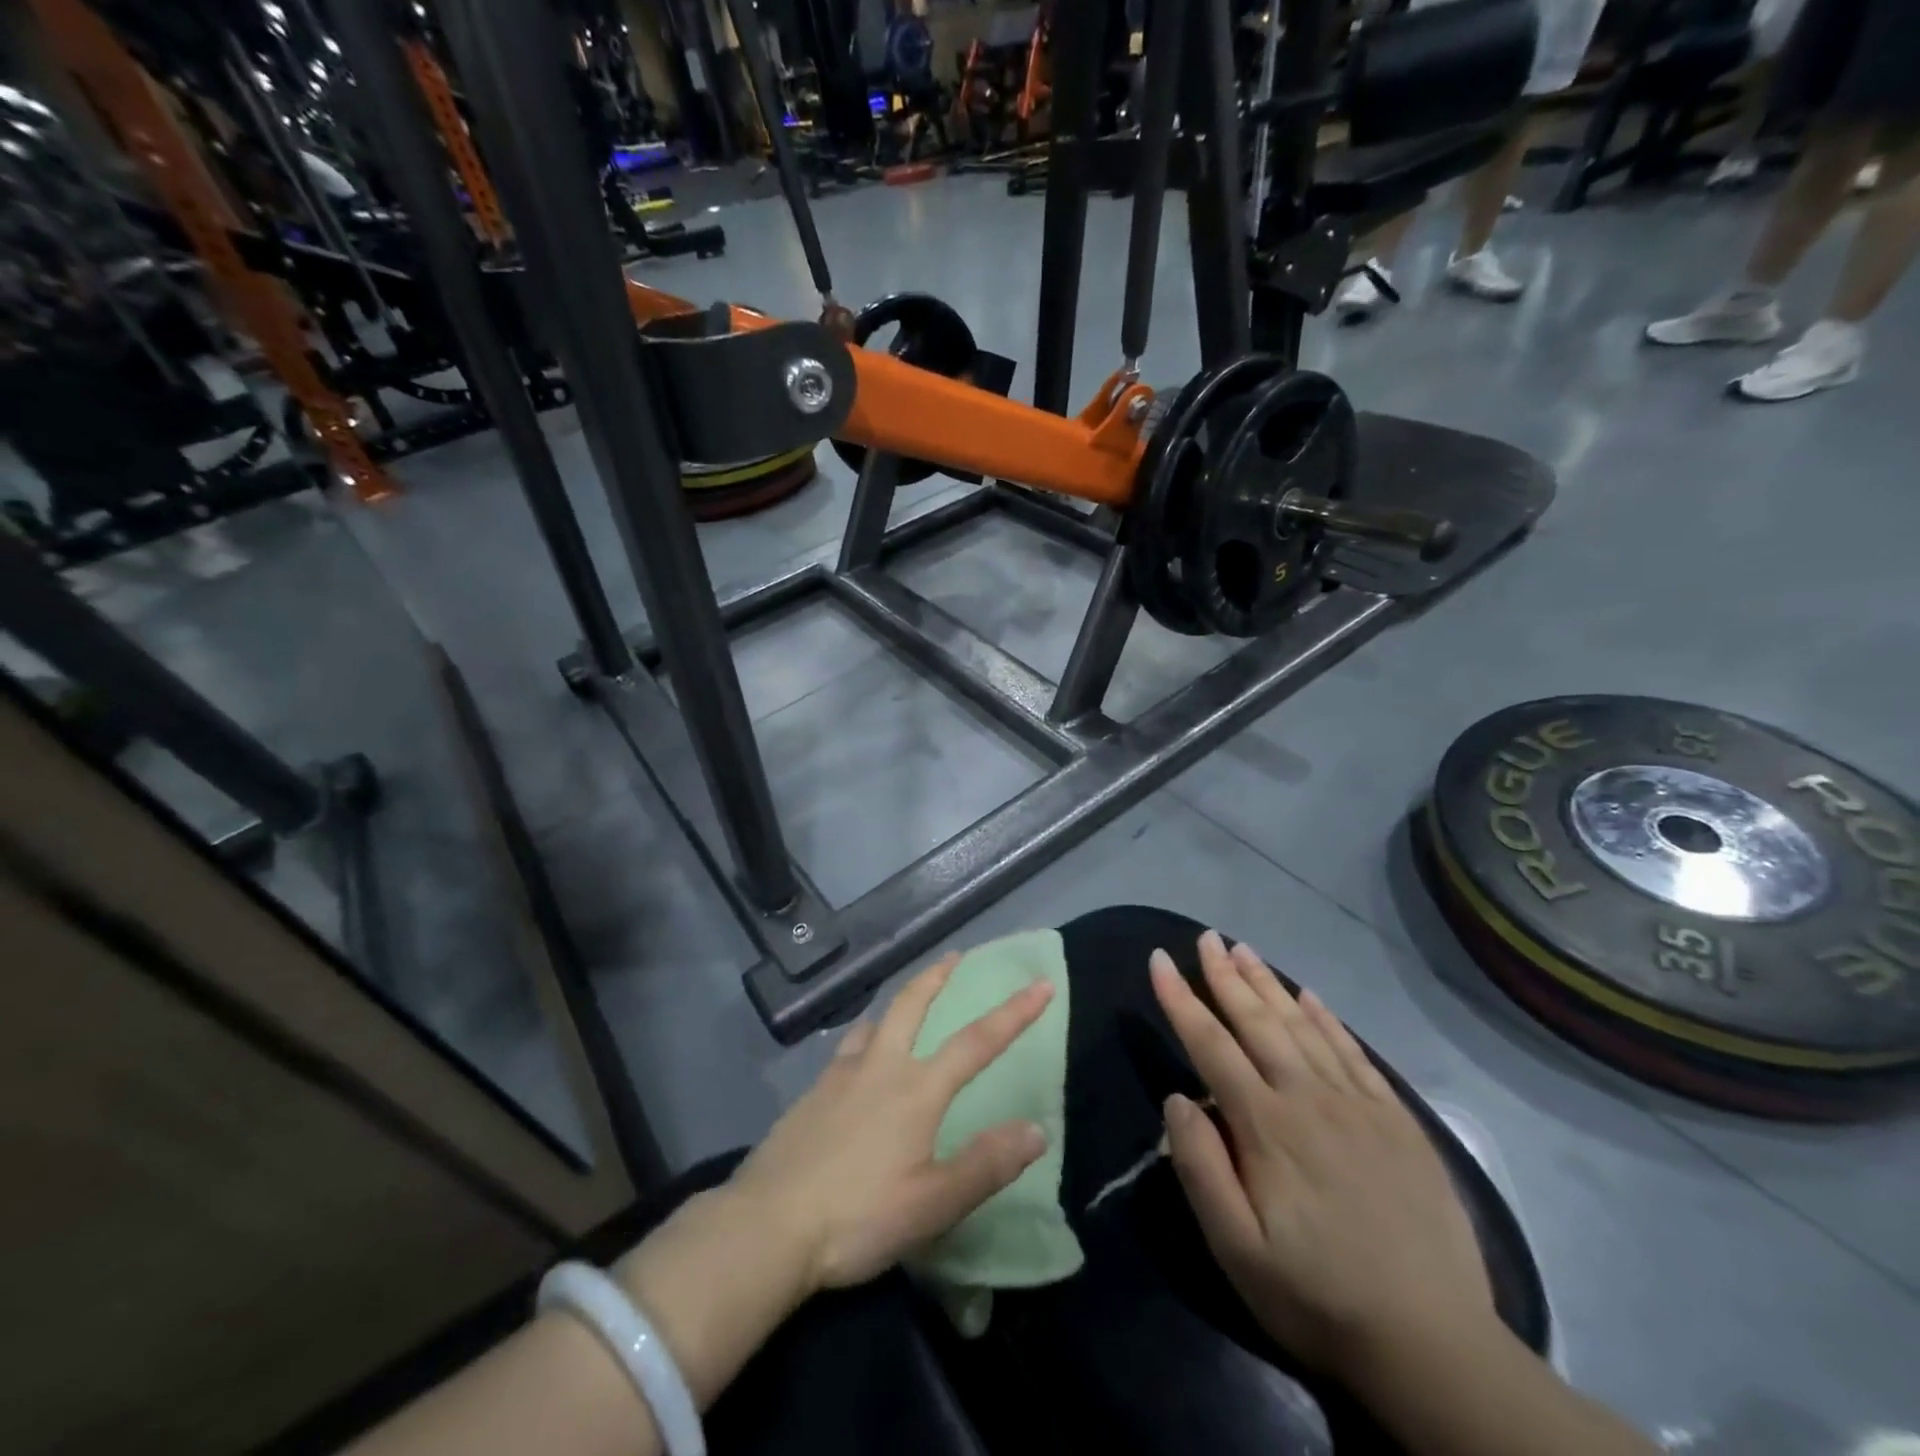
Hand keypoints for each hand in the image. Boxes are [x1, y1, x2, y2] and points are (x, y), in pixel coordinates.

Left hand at [729, 953, 1053, 1293]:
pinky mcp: (811, 1094)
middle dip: (937, 977)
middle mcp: (880, 1067)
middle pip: (911, 1005)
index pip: (976, 1042)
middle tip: (954, 956)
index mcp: (916, 1090)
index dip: (1013, 1013)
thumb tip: (1036, 1129)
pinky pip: (847, 1048)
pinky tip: (859, 1057)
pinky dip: (865, 1036)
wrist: (767, 1226)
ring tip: (907, 1000)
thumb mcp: (933, 1203)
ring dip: (898, 1002)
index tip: (1041, 984)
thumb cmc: (858, 1217)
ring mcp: (840, 1076)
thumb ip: (986, 1164)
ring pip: (874, 1021)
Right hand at [1151, 932, 1492, 1381]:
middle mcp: (1309, 1097)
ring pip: (1303, 1026)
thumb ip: (1200, 1168)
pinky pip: (1353, 1052)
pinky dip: (1326, 1018)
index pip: (1210, 1044)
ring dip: (1269, 983)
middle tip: (1205, 937)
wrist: (1435, 1346)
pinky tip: (1309, 996)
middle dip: (1225, 975)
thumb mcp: (1237, 1249)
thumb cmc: (1318, 1297)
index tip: (1158, 959)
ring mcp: (1358, 1104)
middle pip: (1257, 1021)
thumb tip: (1178, 1099)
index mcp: (1266, 1125)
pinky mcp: (1396, 1120)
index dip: (1180, 999)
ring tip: (1244, 949)